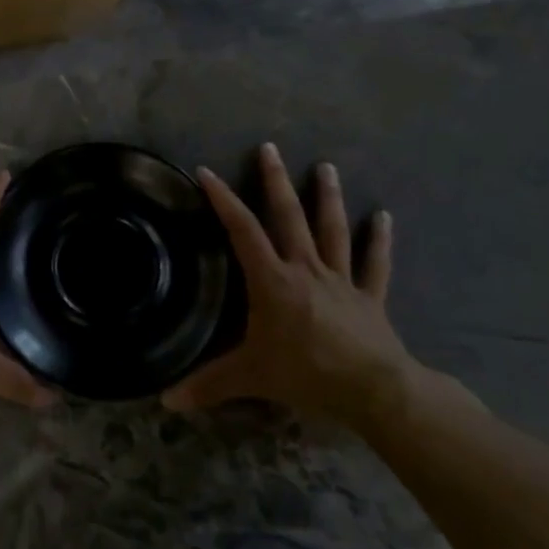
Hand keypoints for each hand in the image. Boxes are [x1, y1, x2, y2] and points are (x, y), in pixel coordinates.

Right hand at [163, 144, 416, 427]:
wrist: (374, 390)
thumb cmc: (307, 373)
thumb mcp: (250, 377)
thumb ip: (208, 385)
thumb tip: (164, 400)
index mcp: (273, 279)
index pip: (242, 230)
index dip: (223, 200)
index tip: (207, 172)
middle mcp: (305, 268)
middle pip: (288, 217)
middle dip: (276, 181)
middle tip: (270, 148)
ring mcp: (341, 279)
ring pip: (332, 229)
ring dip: (328, 197)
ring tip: (326, 167)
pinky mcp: (369, 296)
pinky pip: (374, 263)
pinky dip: (379, 240)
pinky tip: (384, 216)